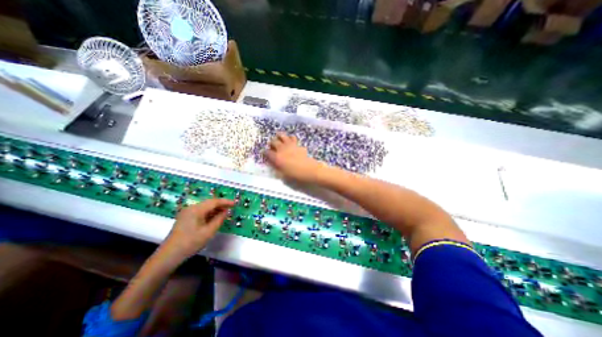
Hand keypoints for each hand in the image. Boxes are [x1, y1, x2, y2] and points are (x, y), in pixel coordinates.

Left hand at [160, 199, 234, 261]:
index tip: (235, 203)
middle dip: (221, 205)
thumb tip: (226, 211)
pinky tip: (214, 218)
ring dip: (215, 209)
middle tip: (231, 208)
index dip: (226, 201)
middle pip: (209, 203)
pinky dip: (209, 213)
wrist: (168, 256)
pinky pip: (200, 211)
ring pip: (205, 207)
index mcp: (196, 209)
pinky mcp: (185, 218)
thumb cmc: (190, 243)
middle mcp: (191, 208)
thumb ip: (219, 219)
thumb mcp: (209, 232)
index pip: (214, 201)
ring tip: (225, 213)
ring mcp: (187, 212)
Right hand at [266, 131, 324, 183]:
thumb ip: (277, 168)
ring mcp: (289, 145)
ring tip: (279, 139)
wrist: (308, 170)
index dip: (265, 153)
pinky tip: (290, 141)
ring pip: (281, 135)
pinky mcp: (297, 144)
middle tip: (273, 147)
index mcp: (276, 157)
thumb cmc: (295, 175)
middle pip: (273, 141)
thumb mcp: (283, 175)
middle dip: (271, 144)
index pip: (266, 152)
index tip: (265, 154)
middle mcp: (281, 149)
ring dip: (279, 136)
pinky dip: (290, 138)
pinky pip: (292, 137)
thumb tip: (274, 164)